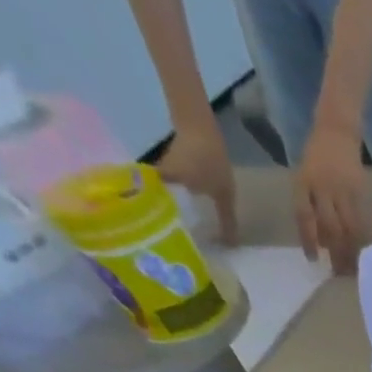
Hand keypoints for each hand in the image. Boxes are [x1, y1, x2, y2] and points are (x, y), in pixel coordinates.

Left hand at [156, 117, 237, 245]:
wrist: (195, 121)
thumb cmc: (196, 155)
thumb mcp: (177, 174)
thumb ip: (162, 186)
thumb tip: (143, 197)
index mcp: (226, 197)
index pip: (227, 223)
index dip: (225, 236)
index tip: (223, 250)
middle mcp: (224, 189)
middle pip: (219, 210)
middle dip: (211, 221)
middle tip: (199, 233)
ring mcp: (215, 173)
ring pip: (207, 196)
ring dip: (199, 204)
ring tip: (187, 212)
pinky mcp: (203, 159)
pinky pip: (196, 181)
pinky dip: (187, 186)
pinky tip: (176, 186)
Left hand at [294, 121, 368, 274]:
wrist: (337, 130)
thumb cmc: (318, 157)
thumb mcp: (304, 178)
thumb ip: (310, 207)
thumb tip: (322, 243)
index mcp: (304, 182)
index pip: (304, 216)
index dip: (308, 239)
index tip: (313, 260)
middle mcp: (323, 187)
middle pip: (330, 226)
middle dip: (335, 252)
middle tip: (339, 274)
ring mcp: (344, 190)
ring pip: (348, 227)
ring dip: (351, 250)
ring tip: (354, 269)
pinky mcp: (361, 193)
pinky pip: (362, 221)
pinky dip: (363, 239)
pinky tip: (365, 253)